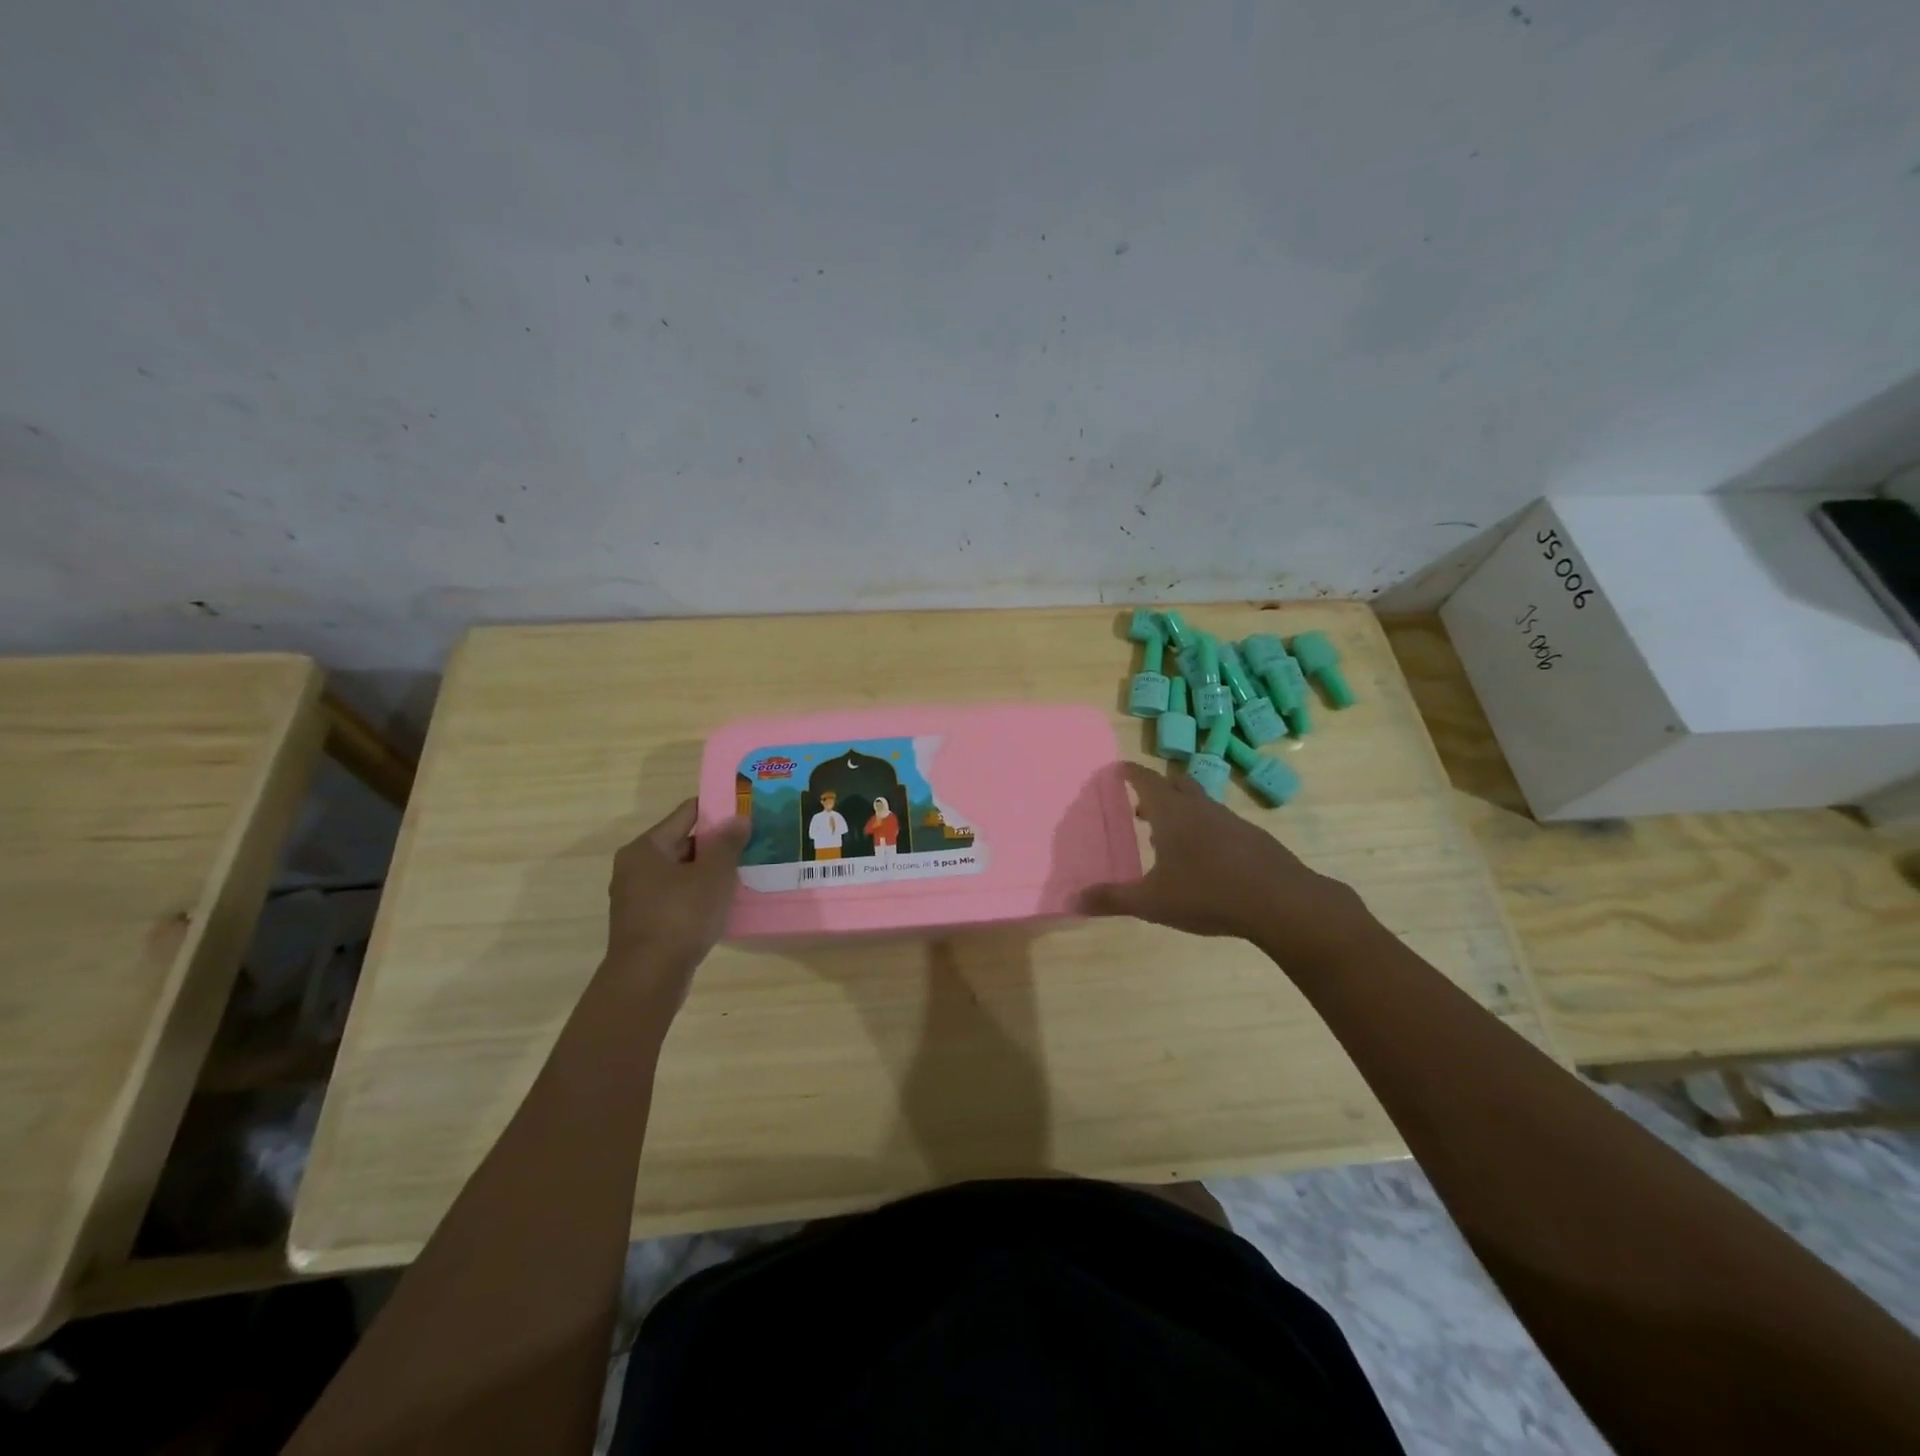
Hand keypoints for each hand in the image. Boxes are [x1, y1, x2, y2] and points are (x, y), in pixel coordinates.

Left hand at [604, 799, 749, 990]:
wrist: (649, 978)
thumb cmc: (681, 917)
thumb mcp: (713, 875)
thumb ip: (728, 844)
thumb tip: (739, 818)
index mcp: (646, 847)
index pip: (687, 813)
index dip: (718, 809)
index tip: (746, 810)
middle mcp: (635, 867)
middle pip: (683, 843)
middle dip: (717, 844)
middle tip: (751, 843)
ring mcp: (637, 897)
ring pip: (681, 873)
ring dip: (709, 872)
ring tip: (744, 872)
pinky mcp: (645, 922)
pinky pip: (677, 897)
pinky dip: (698, 895)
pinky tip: (724, 903)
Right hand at [1076, 762, 1369, 954]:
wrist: (1281, 902)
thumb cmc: (1207, 894)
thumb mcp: (1152, 902)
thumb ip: (1112, 899)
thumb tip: (1073, 900)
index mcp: (1171, 814)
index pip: (1145, 779)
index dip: (1129, 773)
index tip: (1117, 770)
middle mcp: (1199, 807)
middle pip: (1175, 783)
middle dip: (1156, 790)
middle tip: (1140, 808)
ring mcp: (1230, 819)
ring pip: (1200, 802)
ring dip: (1181, 810)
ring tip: (1168, 839)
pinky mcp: (1252, 836)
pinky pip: (1219, 821)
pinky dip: (1204, 829)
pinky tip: (1204, 860)